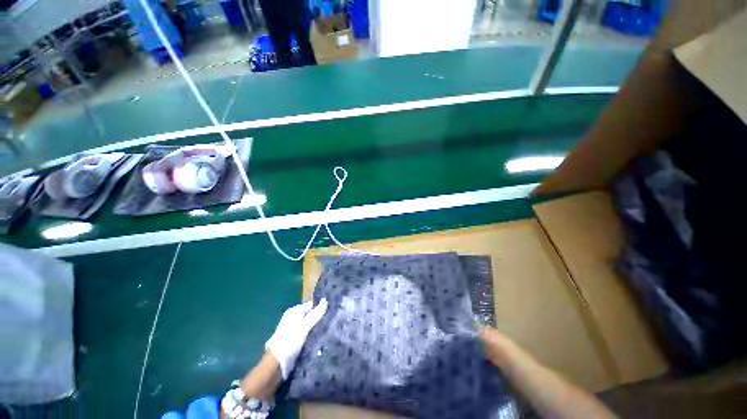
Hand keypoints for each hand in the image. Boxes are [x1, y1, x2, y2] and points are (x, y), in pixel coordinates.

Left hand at [265, 299, 327, 379]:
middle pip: (310, 314)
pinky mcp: (295, 339)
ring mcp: (293, 329)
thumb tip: (325, 300)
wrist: (277, 363)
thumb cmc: (290, 340)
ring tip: (329, 329)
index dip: (321, 307)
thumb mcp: (305, 325)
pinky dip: (313, 335)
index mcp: (294, 311)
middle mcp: (293, 318)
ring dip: (317, 327)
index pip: (311, 305)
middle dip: (319, 318)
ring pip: (309, 324)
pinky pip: (307, 333)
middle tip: (331, 322)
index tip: (331, 312)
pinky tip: (321, 337)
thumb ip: (316, 313)